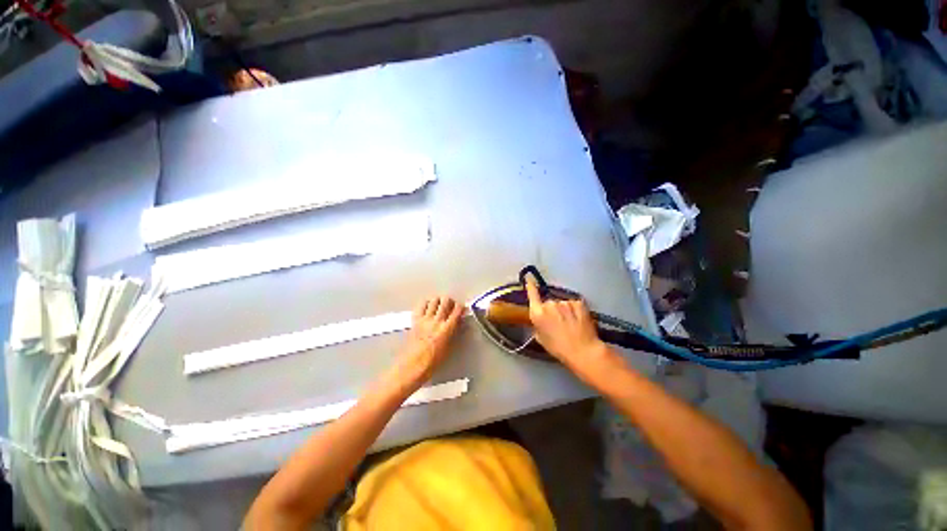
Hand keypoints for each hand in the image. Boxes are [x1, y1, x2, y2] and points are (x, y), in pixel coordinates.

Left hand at [390, 296, 463, 386]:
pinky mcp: (415, 320)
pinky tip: (428, 307)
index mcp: (447, 329)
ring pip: (434, 300)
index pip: (456, 310)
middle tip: (450, 305)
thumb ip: (453, 333)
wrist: (412, 366)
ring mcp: (425, 319)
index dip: (460, 307)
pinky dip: (426, 303)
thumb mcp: (448, 348)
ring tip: (439, 305)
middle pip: (445, 301)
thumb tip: (456, 324)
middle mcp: (437, 321)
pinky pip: (421, 306)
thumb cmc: (432, 362)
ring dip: (438, 301)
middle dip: (449, 301)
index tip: (461, 308)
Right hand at [525, 277, 605, 367]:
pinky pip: (573, 304)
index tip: (529, 278)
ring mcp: (565, 302)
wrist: (583, 351)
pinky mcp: (578, 303)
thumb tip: (540, 322)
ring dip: (564, 311)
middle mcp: (550, 304)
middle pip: (549, 303)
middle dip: (552, 310)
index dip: (531, 286)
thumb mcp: (541, 339)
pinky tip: (578, 320)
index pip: (532, 294)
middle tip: (557, 324)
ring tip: (570, 324)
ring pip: (562, 304)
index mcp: (538, 313)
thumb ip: (537, 326)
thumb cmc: (558, 348)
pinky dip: (575, 310)